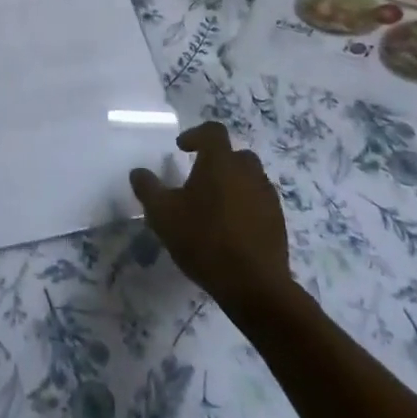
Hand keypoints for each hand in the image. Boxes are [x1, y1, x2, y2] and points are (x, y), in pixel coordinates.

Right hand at [130, 122, 292, 317]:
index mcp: (220, 162)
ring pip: (250, 178)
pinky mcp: (278, 222)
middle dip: (217, 161)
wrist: (254, 286)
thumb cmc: (204, 240)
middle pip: (235, 154)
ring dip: (233, 184)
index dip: (196, 135)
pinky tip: (231, 228)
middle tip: (198, 178)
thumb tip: (138, 172)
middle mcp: (248, 172)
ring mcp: (267, 197)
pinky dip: (245, 206)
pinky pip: (259, 202)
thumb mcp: (162, 214)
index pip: (213, 132)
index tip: (181, 149)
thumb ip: (148, 188)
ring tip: (214, 206)